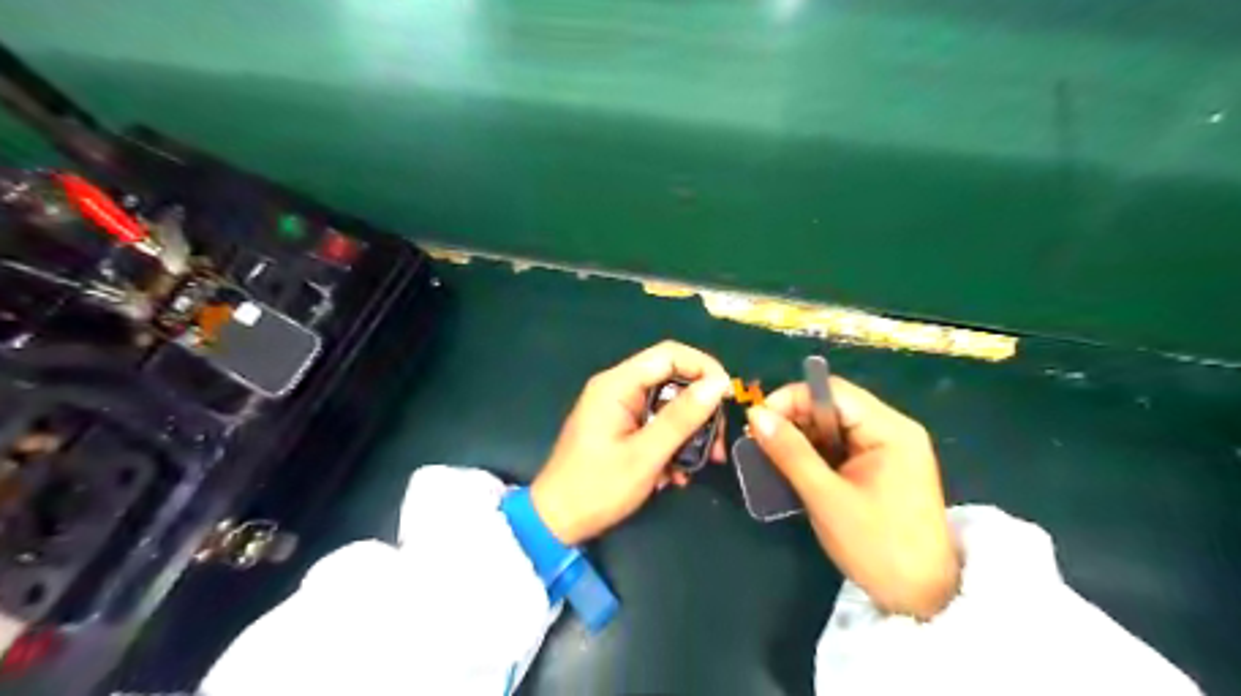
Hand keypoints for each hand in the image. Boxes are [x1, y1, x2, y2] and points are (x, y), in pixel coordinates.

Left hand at [528, 344, 729, 549]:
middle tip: (717, 441)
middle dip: (700, 408)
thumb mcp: (646, 455)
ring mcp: (618, 408)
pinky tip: (676, 474)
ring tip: (703, 462)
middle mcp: (617, 388)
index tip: (728, 396)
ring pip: (667, 405)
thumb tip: (719, 384)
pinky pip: (655, 423)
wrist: (557, 522)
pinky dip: (671, 443)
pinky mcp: (620, 427)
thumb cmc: (598, 487)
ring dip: (689, 432)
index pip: (669, 354)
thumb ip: (682, 418)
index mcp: (617, 385)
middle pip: (671, 379)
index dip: (704, 368)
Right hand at [747, 377, 958, 615]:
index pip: (832, 392)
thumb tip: (755, 415)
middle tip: (760, 441)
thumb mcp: (826, 497)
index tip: (758, 421)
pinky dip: (815, 452)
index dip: (791, 399)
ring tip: (771, 455)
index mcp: (890, 430)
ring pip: (834, 425)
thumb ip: (790, 452)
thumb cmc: (877, 547)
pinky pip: (841, 445)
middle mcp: (892, 429)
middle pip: (833, 405)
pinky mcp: (882, 466)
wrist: (922, 598)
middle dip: (793, 419)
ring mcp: (889, 447)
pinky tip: (795, 468)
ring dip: (801, 437)